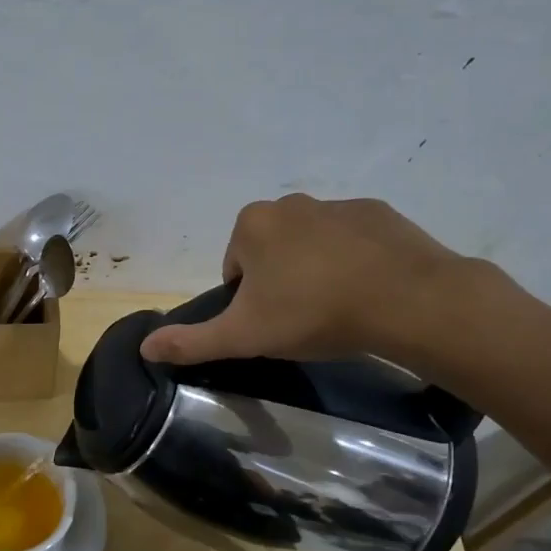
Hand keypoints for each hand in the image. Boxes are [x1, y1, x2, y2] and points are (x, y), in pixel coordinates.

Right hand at [138, 195, 487, 371]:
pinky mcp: (379, 213)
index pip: (235, 267)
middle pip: (271, 252)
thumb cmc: (313, 313)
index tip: (272, 324)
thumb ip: (192, 341)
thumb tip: (144, 347)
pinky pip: (352, 241)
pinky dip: (353, 262)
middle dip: (280, 282)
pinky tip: (367, 291)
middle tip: (302, 319)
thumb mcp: (244, 336)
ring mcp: (338, 204)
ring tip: (337, 309)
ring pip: (311, 245)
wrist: (406, 300)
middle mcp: (291, 203)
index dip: (248, 301)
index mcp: (253, 224)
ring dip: (316, 271)